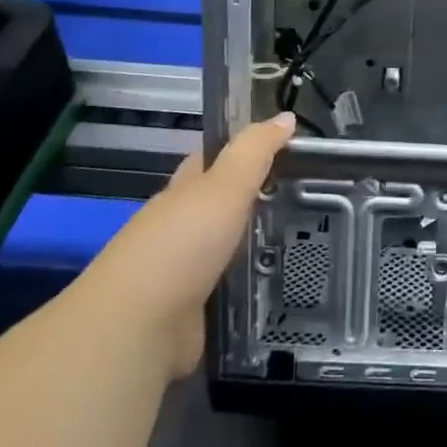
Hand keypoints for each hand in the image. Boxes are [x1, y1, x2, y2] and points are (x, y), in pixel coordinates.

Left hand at [83, 113, 294, 377]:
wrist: (136, 330)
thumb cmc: (180, 246)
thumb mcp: (224, 187)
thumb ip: (254, 152)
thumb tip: (286, 116)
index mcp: (181, 195)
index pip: (211, 163)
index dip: (242, 151)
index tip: (284, 149)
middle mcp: (179, 231)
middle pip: (221, 208)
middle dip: (257, 203)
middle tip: (308, 199)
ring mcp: (183, 276)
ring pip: (228, 252)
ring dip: (258, 249)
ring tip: (309, 244)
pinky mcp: (193, 316)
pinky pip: (231, 293)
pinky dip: (252, 290)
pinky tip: (284, 288)